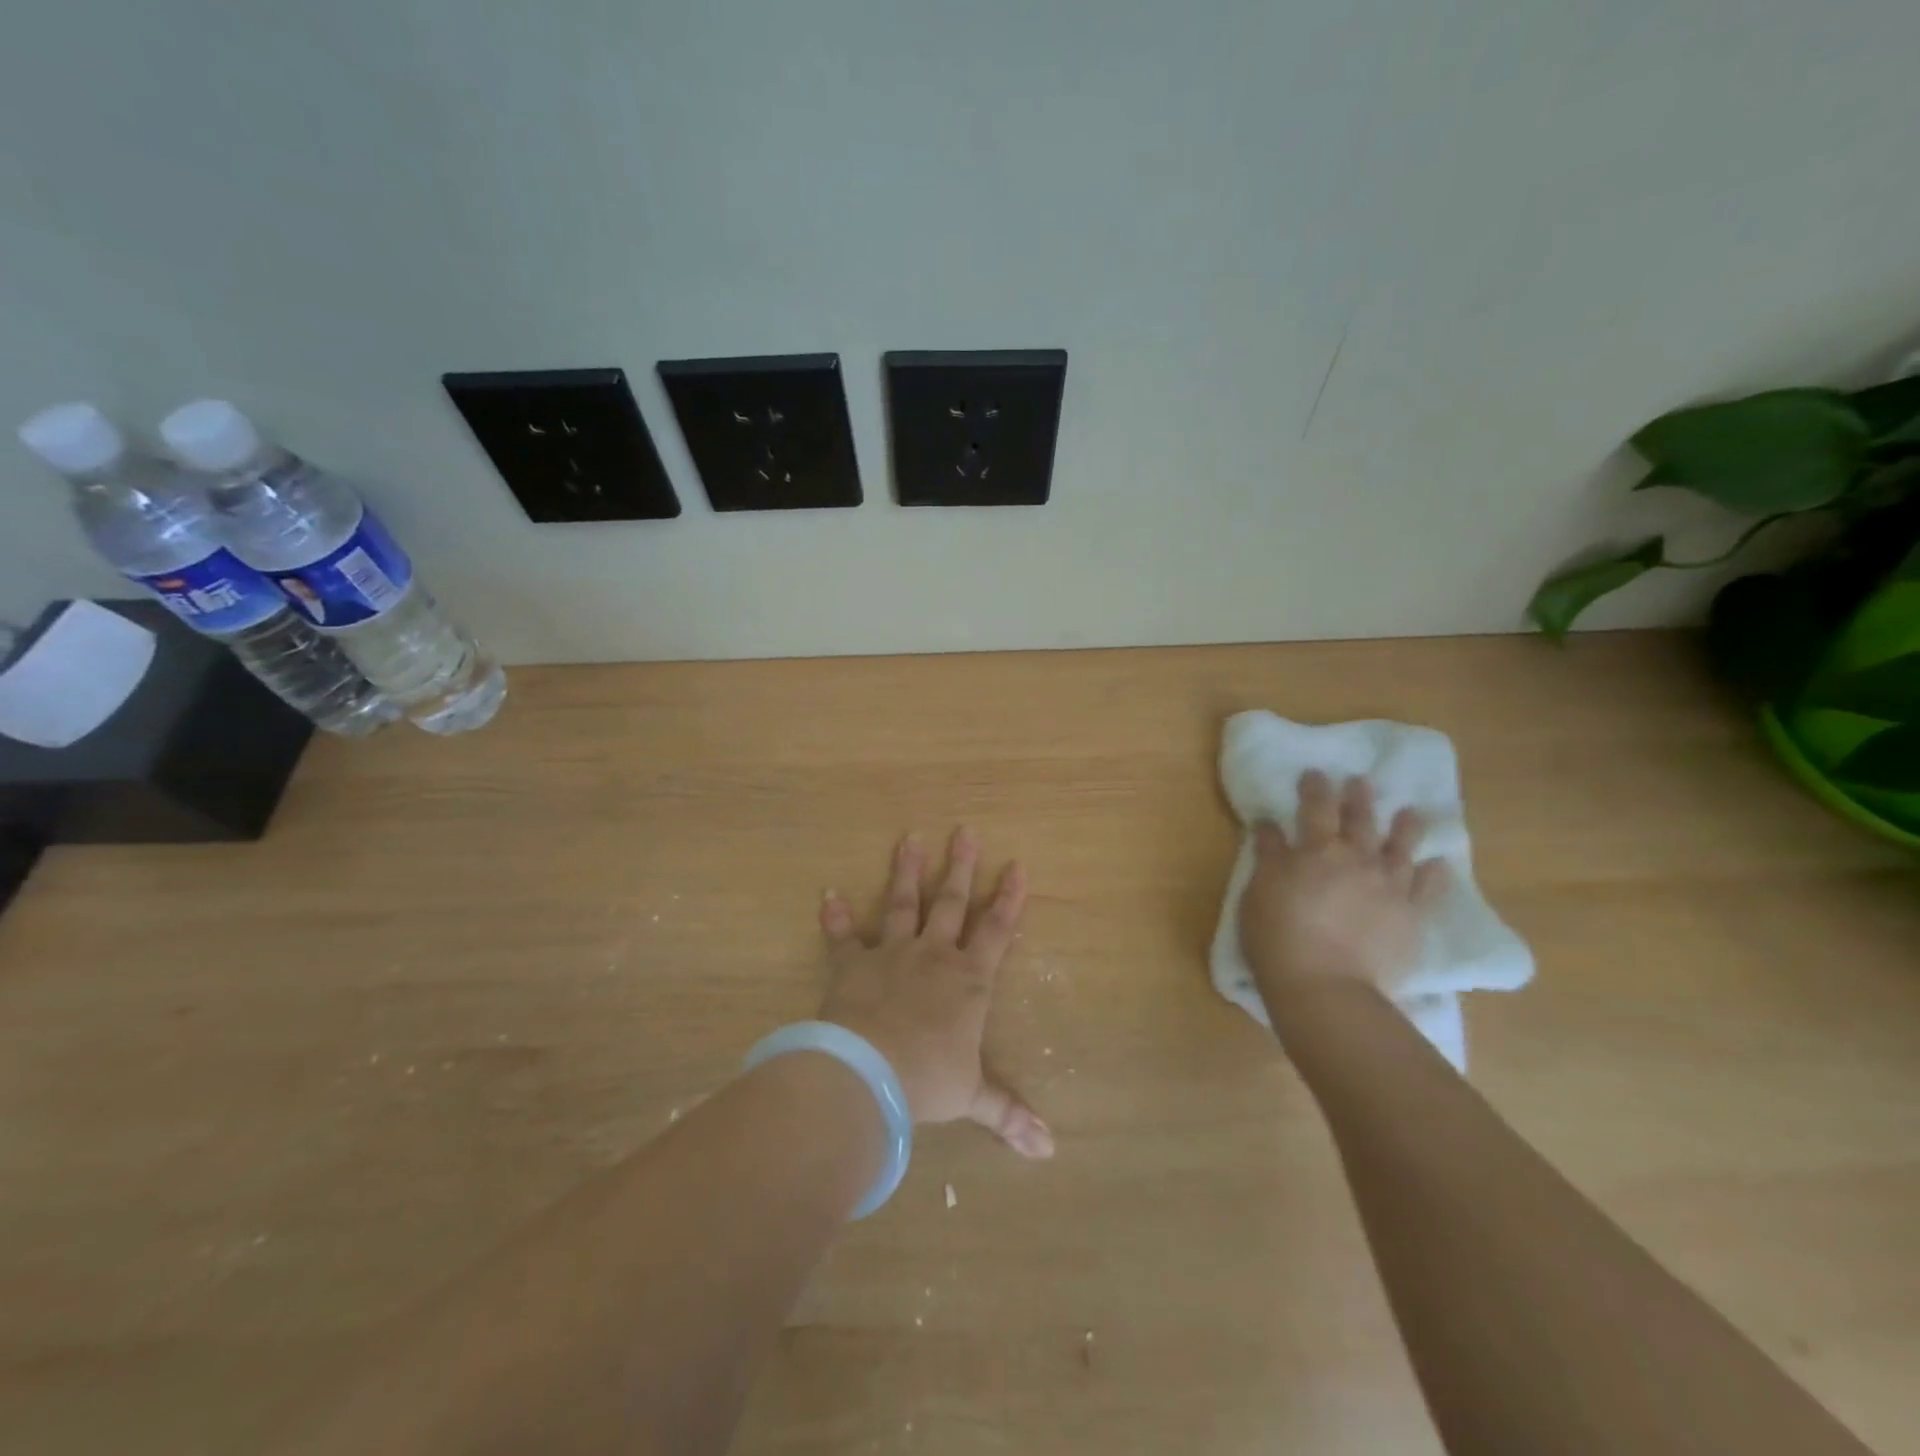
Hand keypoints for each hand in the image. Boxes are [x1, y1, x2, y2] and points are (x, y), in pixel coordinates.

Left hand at [817, 829, 1053, 1158]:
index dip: (1009, 898)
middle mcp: (934, 956)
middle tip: (965, 831)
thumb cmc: (928, 1080)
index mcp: (968, 981)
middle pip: (951, 902)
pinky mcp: (852, 964)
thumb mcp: (972, 1097)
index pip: (997, 931)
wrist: (869, 1072)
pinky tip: (827, 893)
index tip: (1017, 864)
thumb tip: (1050, 1150)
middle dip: (960, 866)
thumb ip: (1008, 1113)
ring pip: (902, 903)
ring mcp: (891, 954)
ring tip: (909, 837)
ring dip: (906, 871)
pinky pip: (843, 936)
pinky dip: (835, 917)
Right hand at [1239, 771, 1449, 1009]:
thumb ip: (1268, 854)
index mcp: (1315, 851)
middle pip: (1359, 821)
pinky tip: (1439, 864)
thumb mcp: (1259, 890)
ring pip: (1400, 848)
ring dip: (1406, 827)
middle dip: (1359, 798)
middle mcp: (1356, 859)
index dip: (1316, 788)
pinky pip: (1427, 890)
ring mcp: (1388, 887)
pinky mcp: (1410, 917)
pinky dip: (1434, 874)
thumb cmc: (1278, 936)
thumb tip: (1268, 824)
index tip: (1316, 773)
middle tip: (1362, 781)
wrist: (1326, 986)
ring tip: (1412, 812)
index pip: (1315, 809)